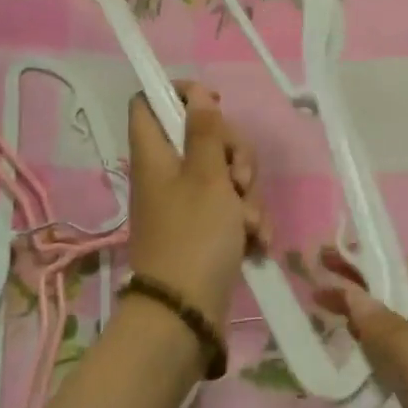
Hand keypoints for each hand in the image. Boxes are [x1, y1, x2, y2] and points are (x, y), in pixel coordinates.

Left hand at [125, 83, 267, 327]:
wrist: (187, 313)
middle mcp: (167, 173)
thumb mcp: (206, 176)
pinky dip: (246, 219)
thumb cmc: (194, 236)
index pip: (150, 102)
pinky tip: (257, 239)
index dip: (180, 94)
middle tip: (240, 177)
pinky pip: (230, 206)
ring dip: (247, 193)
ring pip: (224, 173)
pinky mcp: (205, 228)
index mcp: (155, 154)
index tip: (215, 104)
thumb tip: (196, 93)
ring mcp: (186, 202)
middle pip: (202, 136)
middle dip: (234, 153)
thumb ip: (205, 131)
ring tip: (249, 221)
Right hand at [318, 254, 407, 407]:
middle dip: (366, 286)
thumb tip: (355, 296)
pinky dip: (369, 356)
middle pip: (406, 303)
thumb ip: (396, 341)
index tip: (338, 255)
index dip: (383, 260)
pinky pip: (395, 372)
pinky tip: (345, 359)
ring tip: (320, 310)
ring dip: (363, 319)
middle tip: (316, 278)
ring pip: (397, 336)